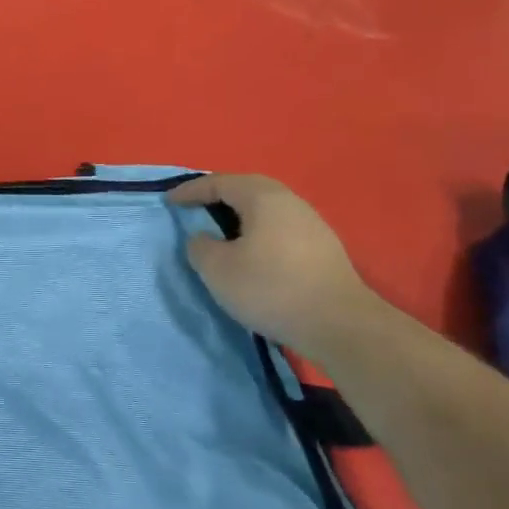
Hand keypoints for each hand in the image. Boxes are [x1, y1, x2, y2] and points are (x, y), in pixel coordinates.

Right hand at [168, 173, 382, 355]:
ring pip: (266, 209)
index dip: (190, 191)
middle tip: (194, 208)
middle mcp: (290, 202)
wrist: (340, 325)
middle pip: (247, 189)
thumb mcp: (217, 269)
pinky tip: (250, 251)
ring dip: (239, 215)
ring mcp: (312, 224)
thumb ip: (200, 246)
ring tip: (219, 230)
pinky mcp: (323, 248)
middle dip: (217, 196)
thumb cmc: (270, 289)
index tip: (169, 202)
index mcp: (263, 198)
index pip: (219, 183)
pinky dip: (257, 231)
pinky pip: (279, 227)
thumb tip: (204, 238)